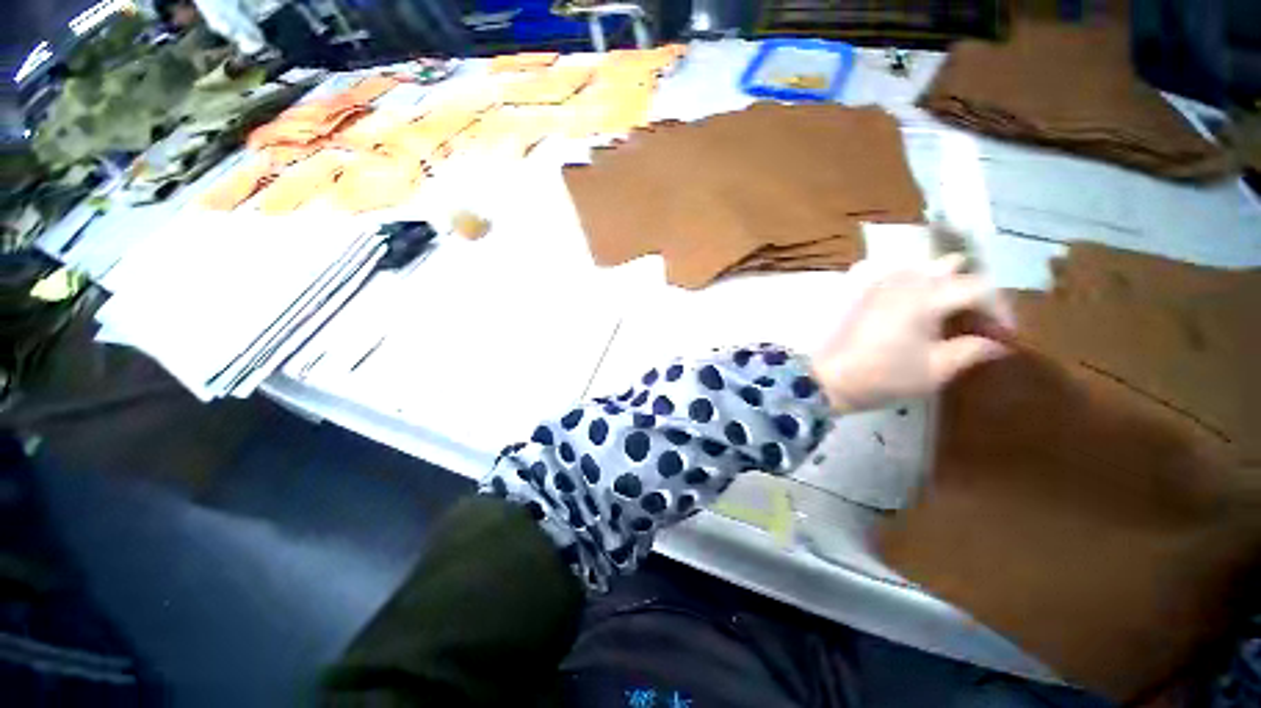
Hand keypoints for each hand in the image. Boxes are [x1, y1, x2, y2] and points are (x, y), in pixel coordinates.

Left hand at [810, 254, 1009, 411]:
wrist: (828, 377)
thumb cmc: (883, 376)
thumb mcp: (936, 369)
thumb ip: (972, 350)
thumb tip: (998, 343)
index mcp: (926, 295)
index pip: (979, 288)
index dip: (1000, 310)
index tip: (1006, 336)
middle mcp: (903, 280)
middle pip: (953, 270)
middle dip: (974, 292)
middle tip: (979, 322)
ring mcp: (878, 283)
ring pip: (924, 269)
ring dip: (945, 285)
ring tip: (951, 316)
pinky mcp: (862, 293)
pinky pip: (898, 277)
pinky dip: (917, 285)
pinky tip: (918, 309)